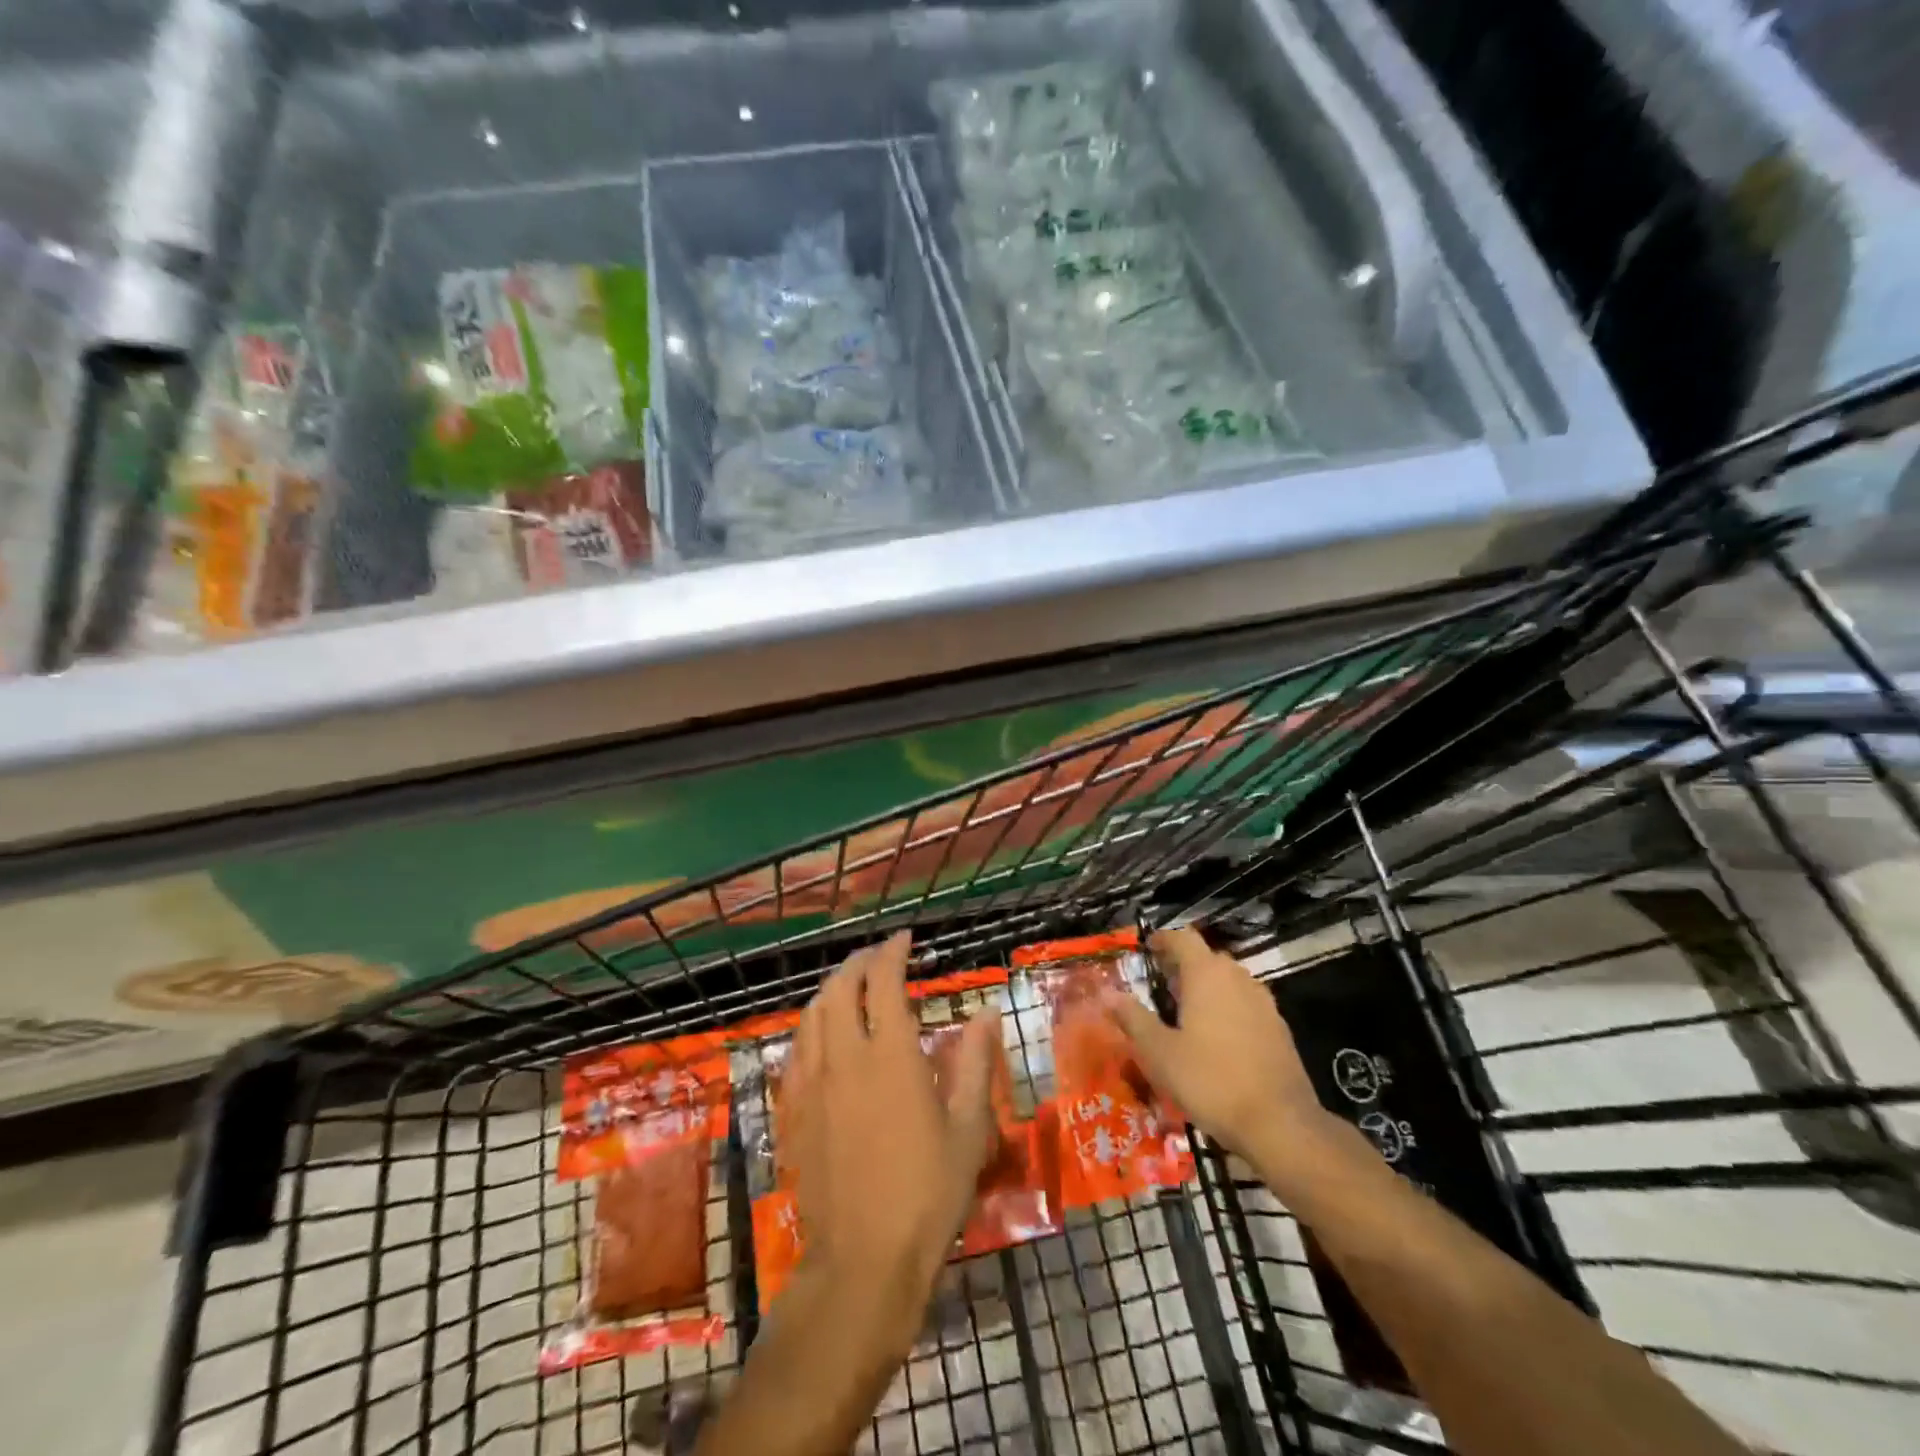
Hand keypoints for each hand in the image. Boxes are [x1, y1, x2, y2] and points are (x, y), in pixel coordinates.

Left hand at [784, 931, 1000, 1347]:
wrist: (862, 1261)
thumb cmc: (927, 1194)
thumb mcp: (967, 1129)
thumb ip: (975, 1063)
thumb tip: (986, 1013)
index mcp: (890, 1055)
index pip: (882, 981)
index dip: (891, 952)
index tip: (904, 939)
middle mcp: (845, 1057)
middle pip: (840, 988)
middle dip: (858, 962)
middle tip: (879, 957)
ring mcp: (813, 1083)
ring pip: (813, 1013)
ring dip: (832, 988)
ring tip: (851, 984)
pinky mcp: (795, 1110)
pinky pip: (797, 1048)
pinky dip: (812, 1023)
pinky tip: (824, 1033)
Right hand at [1104, 927, 1328, 1157]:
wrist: (1281, 1124)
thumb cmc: (1211, 1080)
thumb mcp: (1159, 1052)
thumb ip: (1133, 1018)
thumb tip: (1107, 993)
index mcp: (1206, 974)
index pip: (1183, 939)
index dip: (1163, 940)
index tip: (1147, 949)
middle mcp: (1237, 978)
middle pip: (1207, 958)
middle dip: (1183, 965)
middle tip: (1160, 984)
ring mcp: (1263, 1003)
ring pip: (1229, 981)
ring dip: (1206, 988)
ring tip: (1185, 1012)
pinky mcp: (1279, 1029)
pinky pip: (1245, 1005)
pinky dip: (1227, 1009)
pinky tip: (1216, 1039)